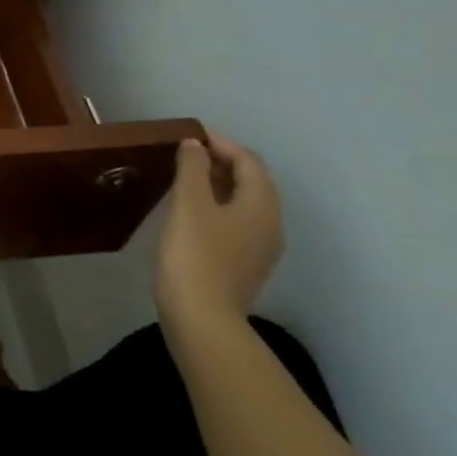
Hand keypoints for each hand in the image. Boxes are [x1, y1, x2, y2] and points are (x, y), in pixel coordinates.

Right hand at [154, 134, 283, 333]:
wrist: (202, 319)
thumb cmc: (195, 255)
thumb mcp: (188, 204)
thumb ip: (192, 168)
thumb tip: (195, 145)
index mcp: (262, 205)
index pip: (249, 161)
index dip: (221, 144)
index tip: (190, 136)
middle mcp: (270, 224)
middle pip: (252, 182)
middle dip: (223, 163)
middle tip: (186, 154)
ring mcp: (260, 249)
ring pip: (245, 204)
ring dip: (219, 185)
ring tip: (186, 179)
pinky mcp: (244, 266)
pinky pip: (237, 224)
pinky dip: (218, 207)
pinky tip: (192, 213)